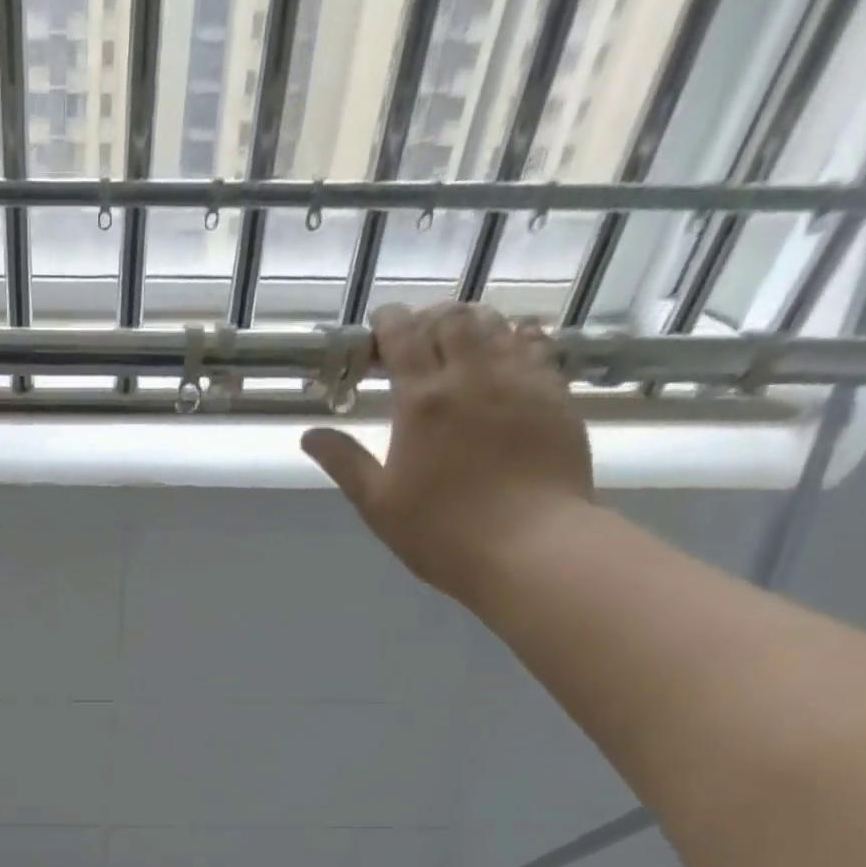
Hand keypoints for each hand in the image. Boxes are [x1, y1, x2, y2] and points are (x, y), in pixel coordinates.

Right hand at [301, 302, 593, 604]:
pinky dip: (514, 341)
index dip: (388, 322)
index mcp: (422, 401)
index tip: (378, 328)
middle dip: (430, 320)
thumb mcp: (378, 504)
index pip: (403, 336)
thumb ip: (344, 462)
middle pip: (453, 319)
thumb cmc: (441, 532)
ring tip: (460, 346)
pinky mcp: (555, 395)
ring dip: (472, 325)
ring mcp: (521, 381)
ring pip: (498, 324)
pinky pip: (536, 346)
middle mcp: (473, 376)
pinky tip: (506, 360)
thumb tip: (310, 435)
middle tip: (417, 341)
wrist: (530, 547)